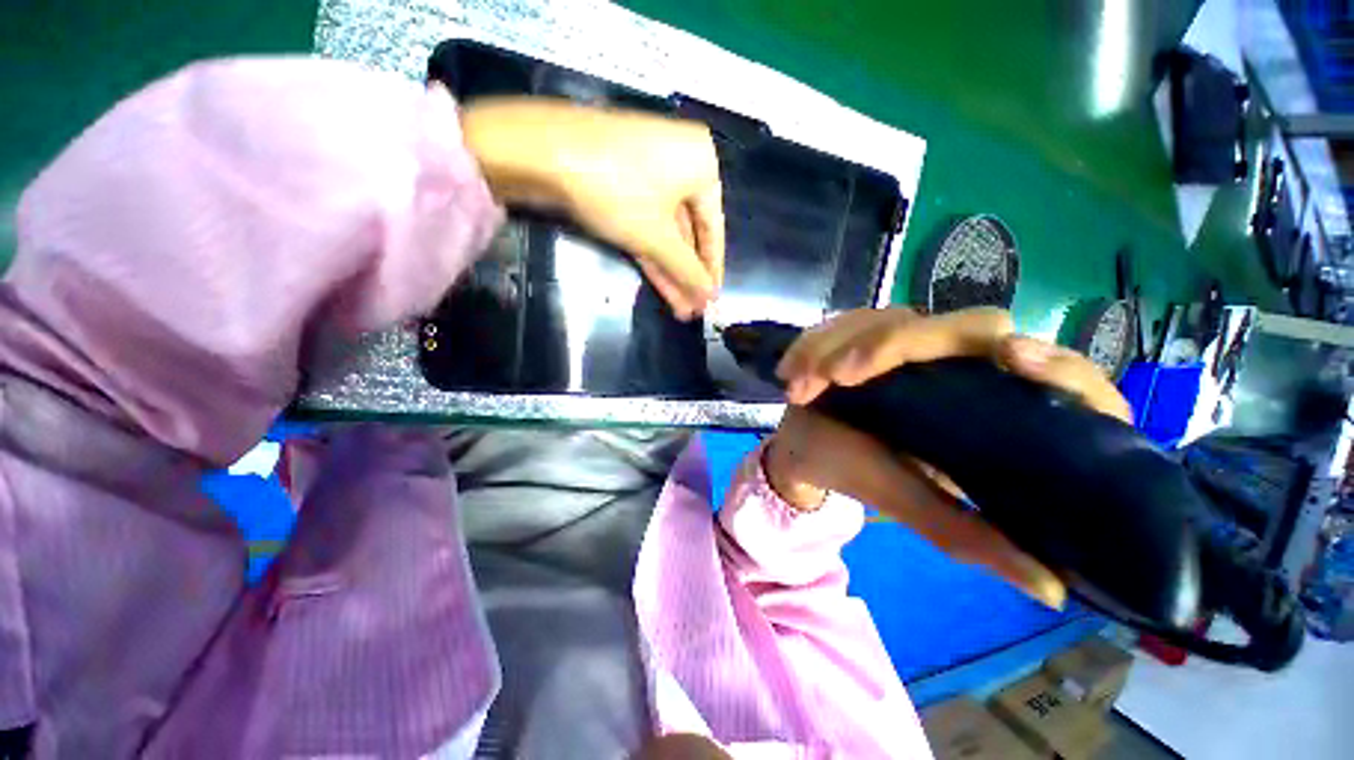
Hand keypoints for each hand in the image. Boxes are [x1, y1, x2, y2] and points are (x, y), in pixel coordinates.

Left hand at [459, 94, 723, 318]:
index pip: (713, 229)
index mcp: (702, 164)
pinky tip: (663, 287)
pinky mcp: (622, 185)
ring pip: (665, 233)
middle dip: (687, 275)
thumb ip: (687, 270)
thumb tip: (709, 298)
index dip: (711, 269)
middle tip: (693, 310)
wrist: (541, 152)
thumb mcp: (657, 237)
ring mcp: (649, 173)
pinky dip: (653, 256)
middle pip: (688, 233)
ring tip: (680, 309)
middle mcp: (680, 164)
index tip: (713, 300)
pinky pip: (645, 225)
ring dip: (671, 272)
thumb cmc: (616, 190)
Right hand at [763, 307, 1131, 607]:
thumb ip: (970, 535)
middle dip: (892, 345)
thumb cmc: (863, 474)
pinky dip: (814, 344)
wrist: (807, 448)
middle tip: (837, 376)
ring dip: (838, 346)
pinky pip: (847, 322)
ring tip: (798, 387)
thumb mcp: (914, 505)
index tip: (1006, 360)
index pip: (1057, 369)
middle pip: (968, 324)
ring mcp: (911, 337)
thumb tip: (1053, 590)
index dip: (1050, 360)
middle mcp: (960, 359)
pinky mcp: (870, 331)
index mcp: (993, 400)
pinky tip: (790, 371)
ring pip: (892, 319)